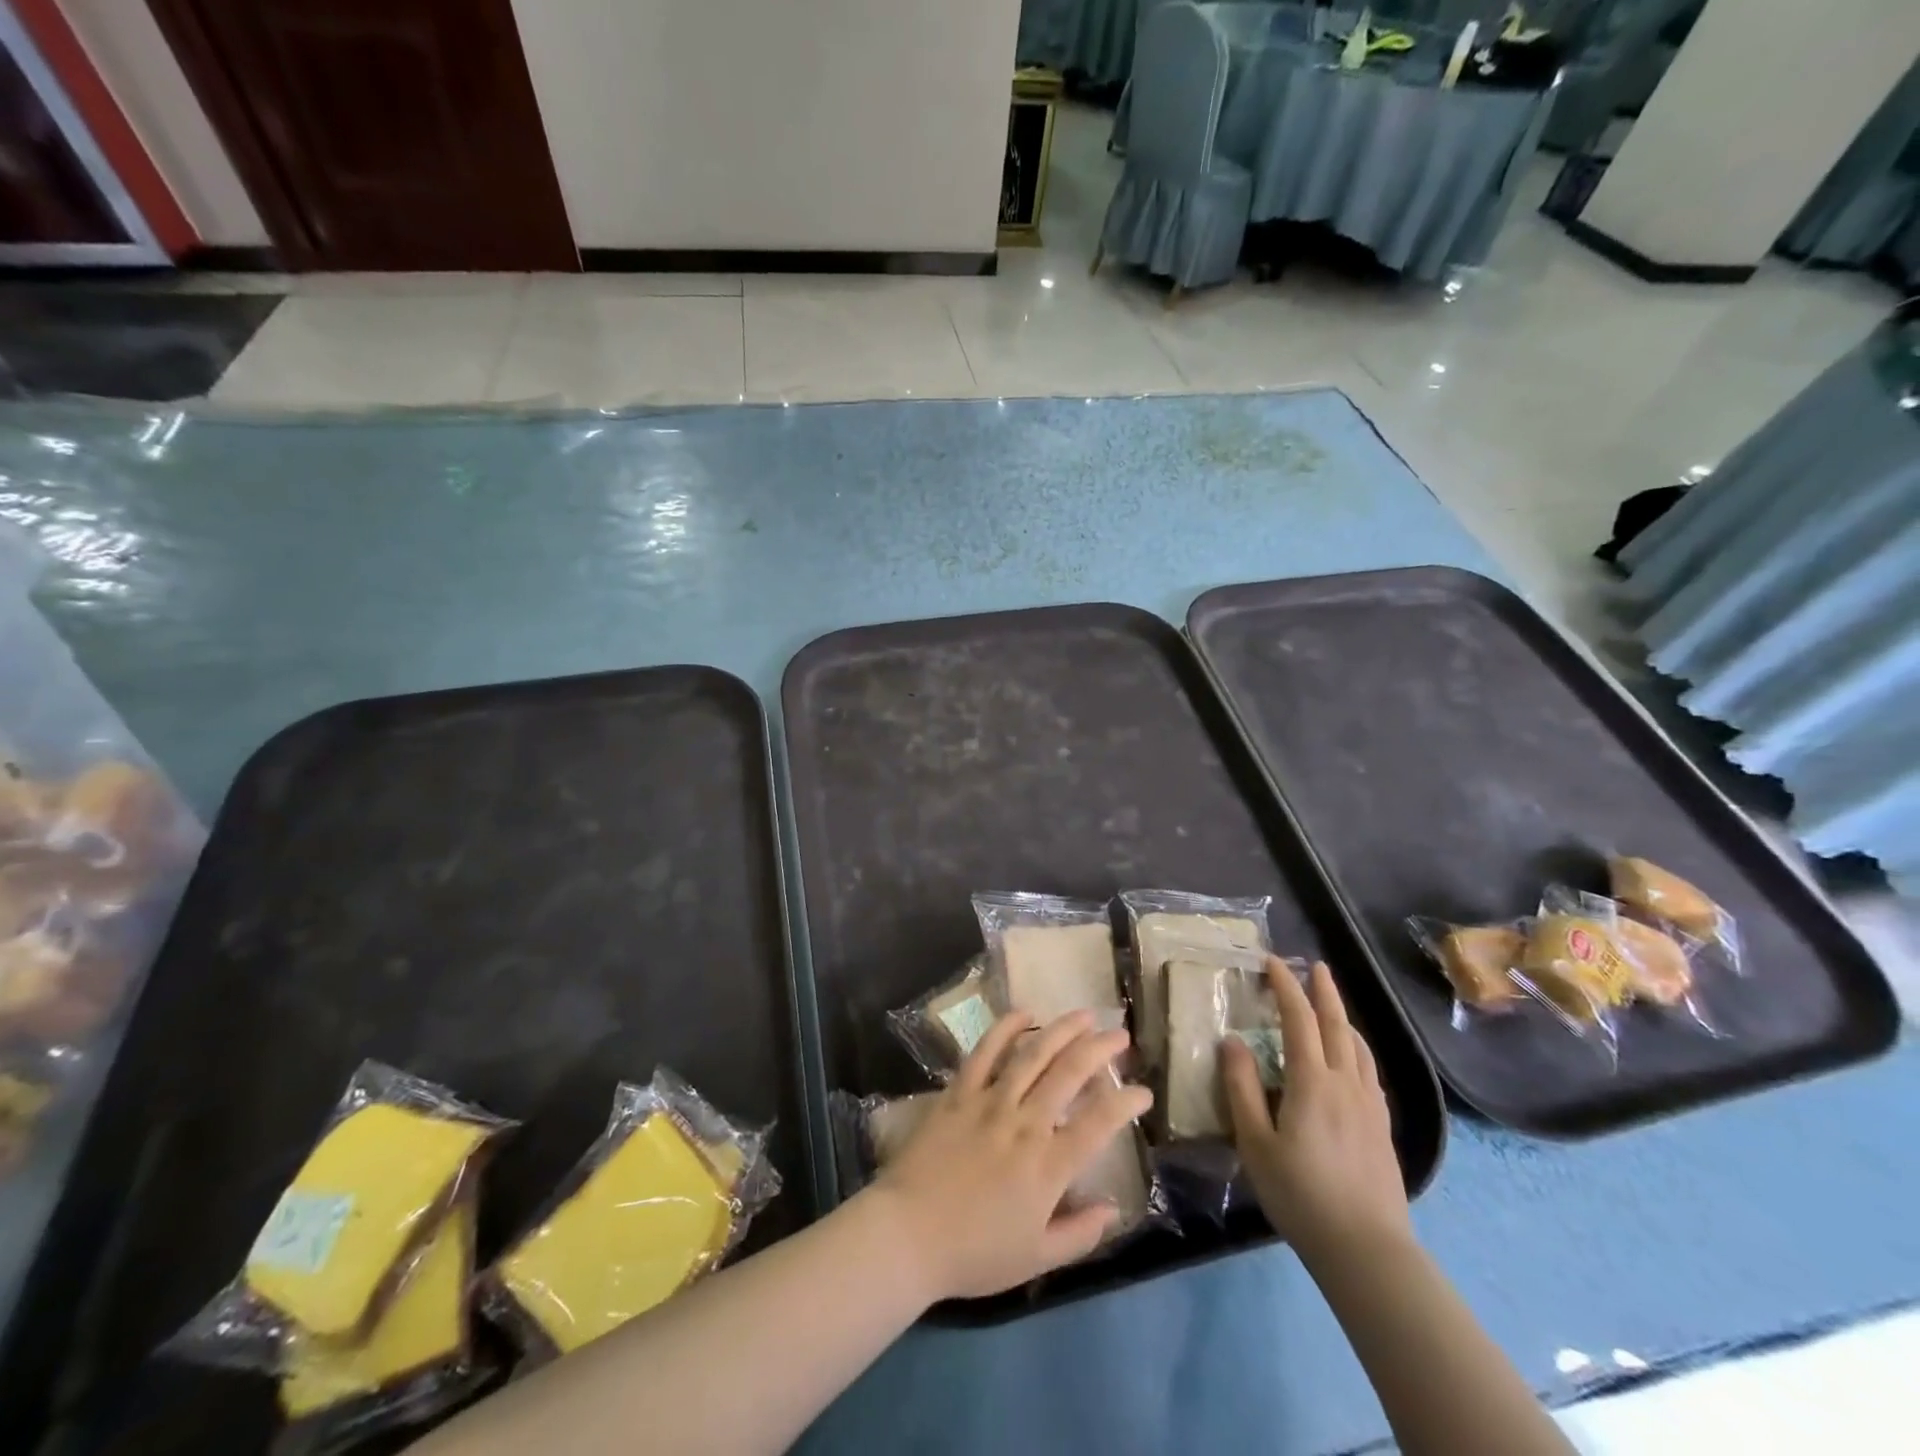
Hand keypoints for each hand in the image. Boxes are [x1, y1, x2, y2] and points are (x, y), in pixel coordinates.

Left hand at [872, 1008, 1152, 1300]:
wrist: (907, 1234)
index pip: (1099, 1123)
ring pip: (1032, 1054)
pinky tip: (1025, 1012)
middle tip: (1119, 1034)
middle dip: (1100, 1049)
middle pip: (1069, 1073)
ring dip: (1062, 1029)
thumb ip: (1080, 1234)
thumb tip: (1114, 1209)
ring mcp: (989, 1102)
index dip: (1126, 1102)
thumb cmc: (974, 1253)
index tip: (1143, 1091)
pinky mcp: (959, 1092)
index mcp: (1048, 1166)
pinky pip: (985, 1051)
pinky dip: (1006, 1028)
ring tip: (1084, 1014)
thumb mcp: (1036, 1259)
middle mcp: (1024, 1123)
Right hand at [1222, 958, 1410, 1266]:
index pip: (1299, 1020)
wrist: (1367, 1250)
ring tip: (1332, 1006)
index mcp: (1312, 1082)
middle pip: (1337, 1026)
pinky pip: (1370, 1072)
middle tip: (1315, 966)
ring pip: (1359, 1048)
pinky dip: (1357, 1050)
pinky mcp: (1382, 1128)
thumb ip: (1242, 1088)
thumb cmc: (1301, 1195)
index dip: (1286, 987)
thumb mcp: (1255, 1143)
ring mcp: (1370, 1106)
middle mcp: (1346, 1084)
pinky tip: (1353, 1061)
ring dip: (1343, 1019)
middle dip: (1324, 992)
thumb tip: (1232, 1041)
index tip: (1273, 962)